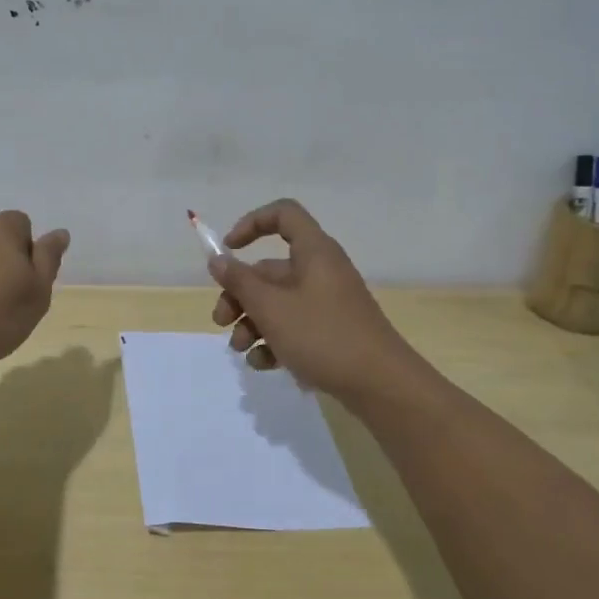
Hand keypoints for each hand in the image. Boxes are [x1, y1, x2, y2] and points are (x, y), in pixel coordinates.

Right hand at [208, 199, 415, 401]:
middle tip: (221, 321)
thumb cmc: (322, 335)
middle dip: (239, 295)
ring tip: (241, 350)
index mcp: (313, 252)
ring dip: (252, 323)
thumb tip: (218, 260)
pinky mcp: (330, 331)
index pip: (283, 215)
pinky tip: (264, 364)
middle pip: (270, 270)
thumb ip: (240, 282)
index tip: (229, 250)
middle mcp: (321, 271)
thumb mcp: (271, 308)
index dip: (252, 224)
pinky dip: (274, 340)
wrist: (380, 384)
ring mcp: (327, 303)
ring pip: (277, 302)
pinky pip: (294, 326)